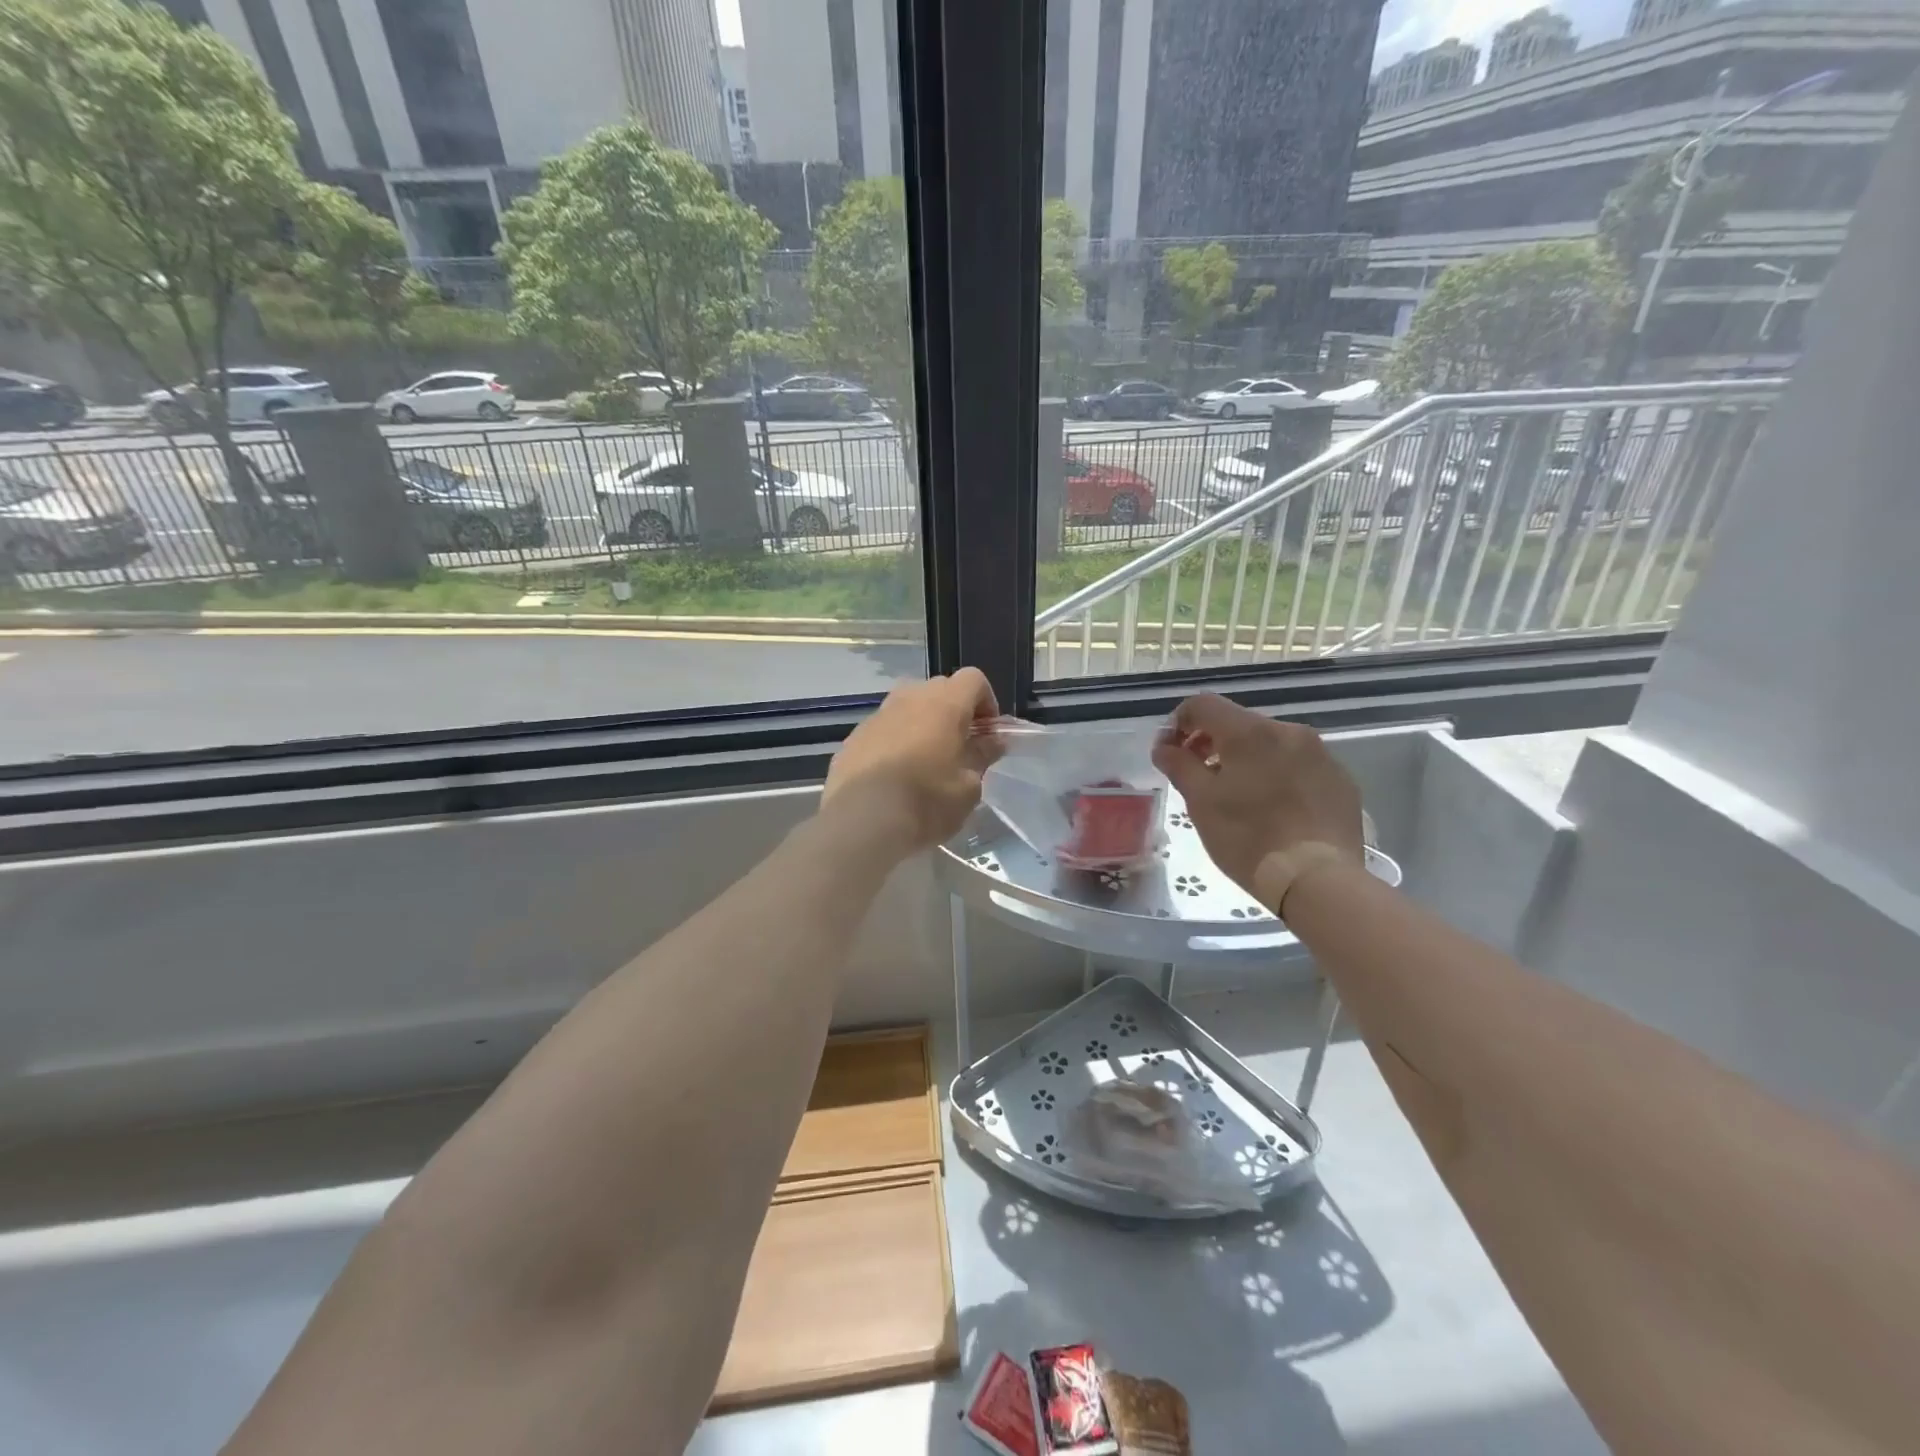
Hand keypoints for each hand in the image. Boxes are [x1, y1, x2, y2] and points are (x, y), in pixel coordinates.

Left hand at [823, 668, 1000, 853]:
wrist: (862, 822)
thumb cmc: (926, 802)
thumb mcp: (968, 787)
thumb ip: (982, 756)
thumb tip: (992, 741)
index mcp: (944, 704)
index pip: (973, 679)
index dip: (986, 702)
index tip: (988, 734)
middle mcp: (909, 699)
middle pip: (939, 688)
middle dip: (954, 711)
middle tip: (960, 747)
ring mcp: (877, 716)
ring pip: (907, 705)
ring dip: (922, 723)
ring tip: (926, 760)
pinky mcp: (854, 737)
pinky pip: (884, 728)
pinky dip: (895, 740)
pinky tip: (895, 776)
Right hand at [1151, 694, 1363, 911]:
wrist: (1318, 879)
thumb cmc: (1248, 838)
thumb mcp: (1200, 802)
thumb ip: (1178, 765)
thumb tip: (1164, 747)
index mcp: (1250, 732)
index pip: (1203, 705)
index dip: (1177, 723)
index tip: (1169, 752)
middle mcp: (1288, 731)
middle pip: (1238, 723)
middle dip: (1212, 742)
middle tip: (1198, 776)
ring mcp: (1321, 754)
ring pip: (1270, 744)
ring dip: (1246, 759)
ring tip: (1236, 795)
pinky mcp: (1341, 780)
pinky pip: (1299, 765)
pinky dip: (1278, 776)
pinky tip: (1273, 809)